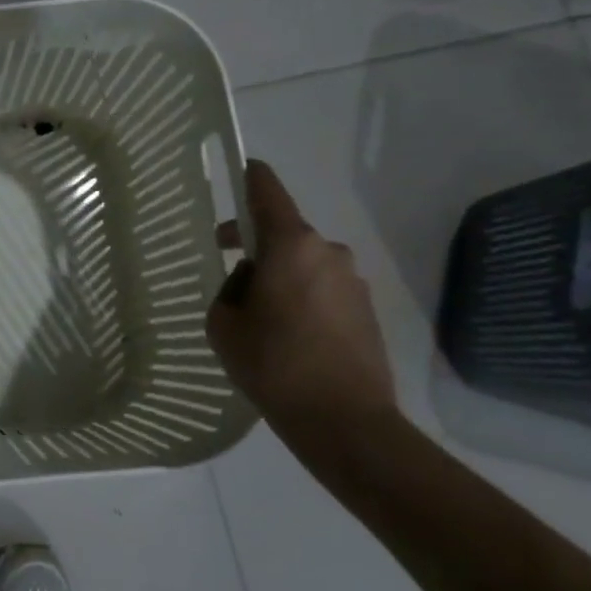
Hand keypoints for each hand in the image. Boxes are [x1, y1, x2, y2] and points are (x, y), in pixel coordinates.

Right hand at [206, 161, 398, 441]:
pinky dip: (303, 299)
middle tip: (230, 274)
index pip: (267, 192)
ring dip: (281, 277)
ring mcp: (353, 280)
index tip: (240, 169)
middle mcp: (327, 252)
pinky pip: (323, 289)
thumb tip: (251, 280)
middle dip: (256, 245)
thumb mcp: (223, 323)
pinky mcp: (366, 309)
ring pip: (304, 264)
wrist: (344, 421)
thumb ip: (230, 289)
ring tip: (261, 320)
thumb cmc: (273, 364)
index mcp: (291, 246)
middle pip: (284, 232)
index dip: (250, 177)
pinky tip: (289, 337)